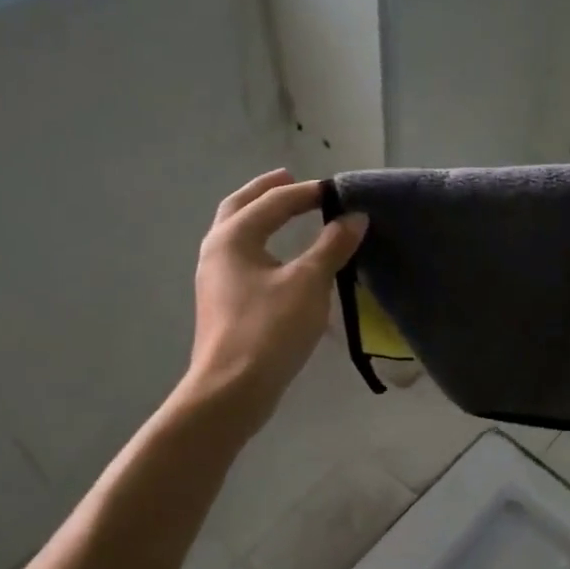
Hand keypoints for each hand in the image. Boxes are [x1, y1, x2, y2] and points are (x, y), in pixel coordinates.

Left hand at [180, 170, 366, 432]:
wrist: (232, 389)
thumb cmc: (270, 328)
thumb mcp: (309, 282)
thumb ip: (332, 245)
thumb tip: (354, 217)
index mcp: (233, 237)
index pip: (274, 201)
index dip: (307, 192)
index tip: (338, 192)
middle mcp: (217, 251)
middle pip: (240, 208)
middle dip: (266, 191)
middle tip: (292, 179)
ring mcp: (215, 278)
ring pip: (238, 234)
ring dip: (261, 217)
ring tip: (287, 213)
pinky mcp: (223, 302)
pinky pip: (243, 258)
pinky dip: (262, 244)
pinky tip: (282, 258)